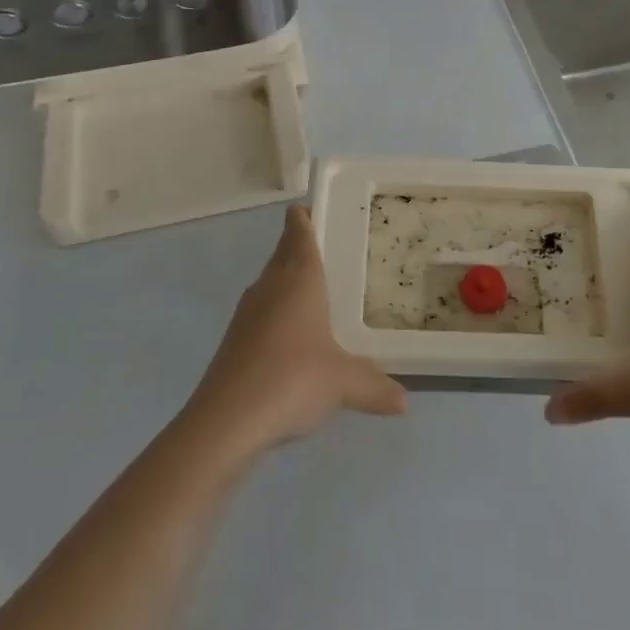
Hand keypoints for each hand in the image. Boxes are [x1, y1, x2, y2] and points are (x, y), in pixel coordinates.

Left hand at [186, 205, 405, 458]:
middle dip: (299, 245)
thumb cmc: (292, 380)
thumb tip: (404, 402)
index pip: (298, 232)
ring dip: (287, 279)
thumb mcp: (344, 383)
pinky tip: (293, 335)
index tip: (314, 208)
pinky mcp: (234, 341)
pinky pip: (261, 311)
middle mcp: (270, 286)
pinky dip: (277, 311)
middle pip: (283, 253)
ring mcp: (247, 314)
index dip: (305, 217)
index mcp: (298, 279)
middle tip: (328, 246)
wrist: (225, 421)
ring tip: (315, 288)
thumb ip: (375, 386)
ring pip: (270, 282)